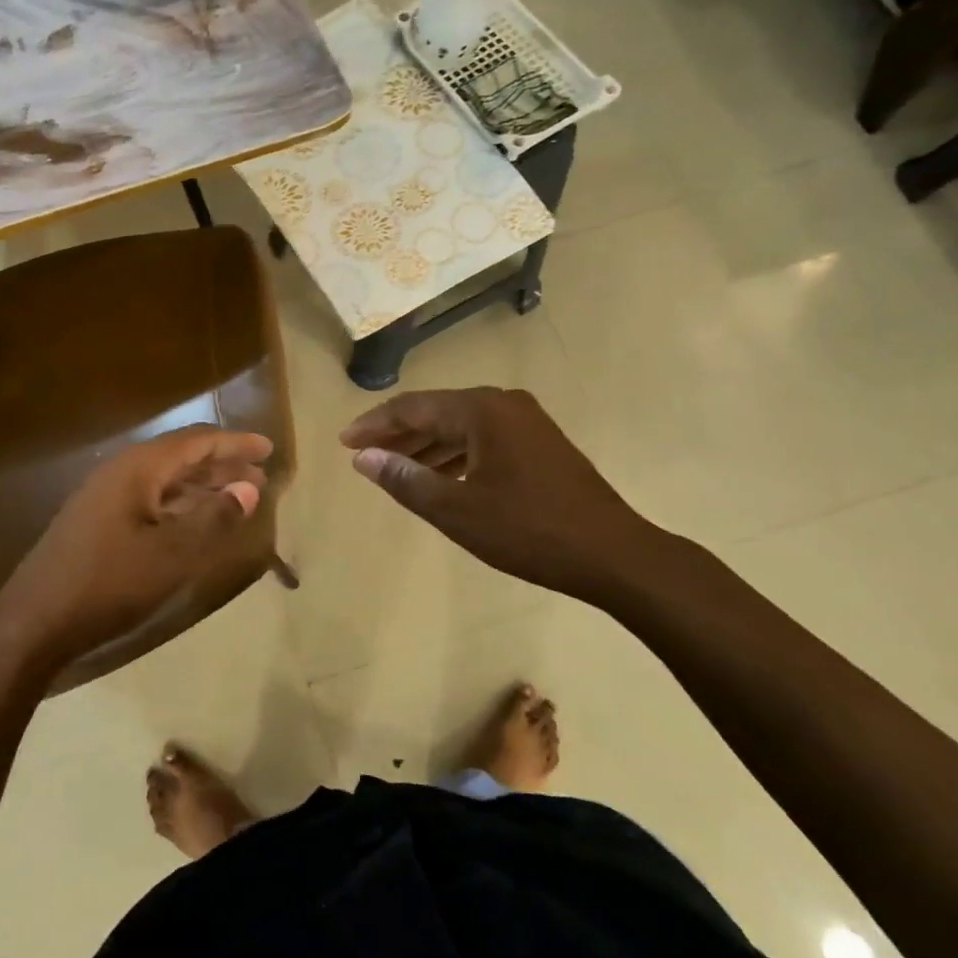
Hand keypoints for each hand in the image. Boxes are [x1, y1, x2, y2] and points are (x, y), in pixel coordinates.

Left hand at [0, 425, 274, 670]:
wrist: (34, 623)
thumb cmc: (108, 582)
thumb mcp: (172, 553)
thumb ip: (214, 517)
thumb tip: (249, 487)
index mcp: (138, 468)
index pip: (196, 441)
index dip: (234, 444)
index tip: (267, 449)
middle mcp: (122, 473)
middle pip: (181, 457)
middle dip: (221, 464)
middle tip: (259, 476)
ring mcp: (106, 498)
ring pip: (166, 480)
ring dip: (203, 485)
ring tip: (237, 496)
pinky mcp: (99, 522)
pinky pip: (152, 500)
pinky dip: (181, 504)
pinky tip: (196, 522)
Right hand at [340, 387, 664, 603]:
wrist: (613, 554)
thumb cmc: (528, 530)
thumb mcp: (456, 509)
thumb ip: (405, 479)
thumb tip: (363, 457)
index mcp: (481, 410)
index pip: (413, 407)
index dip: (374, 424)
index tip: (344, 442)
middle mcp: (503, 404)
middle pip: (436, 412)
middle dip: (398, 434)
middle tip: (363, 456)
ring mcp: (526, 422)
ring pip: (461, 426)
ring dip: (426, 446)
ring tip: (395, 469)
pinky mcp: (540, 443)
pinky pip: (483, 439)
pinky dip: (455, 455)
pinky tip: (441, 476)